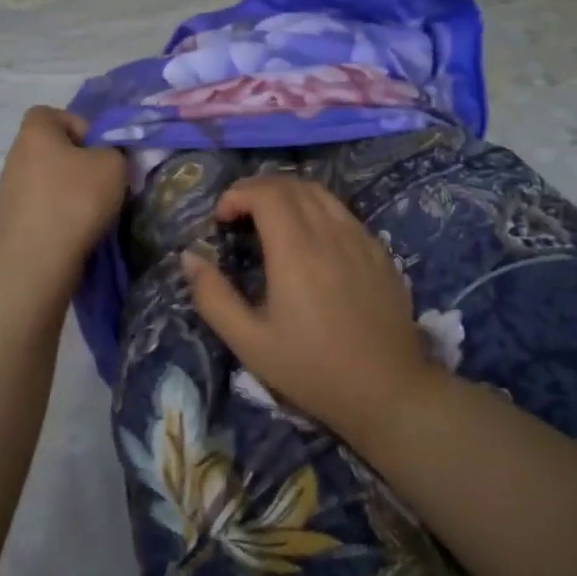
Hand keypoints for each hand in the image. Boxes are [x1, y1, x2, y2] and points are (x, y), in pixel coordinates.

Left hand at [0, 108, 126, 289]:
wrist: (38, 258)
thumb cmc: (76, 200)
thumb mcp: (113, 165)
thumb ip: (114, 151)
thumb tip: (105, 157)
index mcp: (35, 132)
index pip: (52, 113)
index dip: (79, 125)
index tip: (99, 149)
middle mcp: (15, 155)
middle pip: (51, 148)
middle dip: (78, 161)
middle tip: (102, 181)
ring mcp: (9, 188)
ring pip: (46, 178)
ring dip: (68, 189)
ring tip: (91, 210)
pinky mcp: (11, 219)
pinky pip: (41, 204)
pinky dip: (58, 212)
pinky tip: (74, 229)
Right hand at [182, 176, 440, 441]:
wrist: (388, 391)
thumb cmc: (311, 369)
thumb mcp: (249, 342)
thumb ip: (213, 296)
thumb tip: (189, 257)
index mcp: (296, 251)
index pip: (266, 193)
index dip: (237, 194)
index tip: (221, 219)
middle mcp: (331, 233)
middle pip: (292, 184)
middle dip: (258, 189)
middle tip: (239, 216)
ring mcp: (362, 239)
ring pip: (321, 193)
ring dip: (289, 195)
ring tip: (270, 222)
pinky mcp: (381, 252)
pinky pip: (343, 213)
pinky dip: (317, 210)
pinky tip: (310, 242)